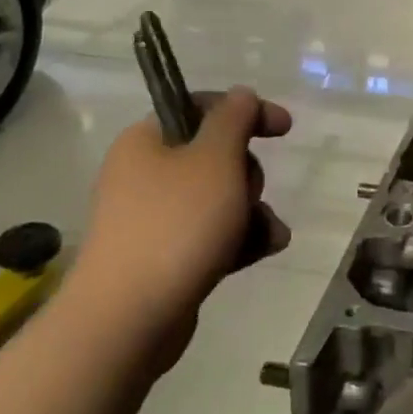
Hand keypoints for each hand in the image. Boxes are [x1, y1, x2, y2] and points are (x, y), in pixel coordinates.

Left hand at [69, 89, 291, 361]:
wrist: (128, 319)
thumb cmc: (176, 224)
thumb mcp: (215, 158)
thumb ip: (234, 118)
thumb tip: (241, 94)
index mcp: (147, 141)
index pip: (202, 107)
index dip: (247, 112)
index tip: (284, 128)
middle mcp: (146, 174)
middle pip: (217, 156)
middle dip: (248, 175)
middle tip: (248, 193)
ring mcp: (154, 218)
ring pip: (221, 198)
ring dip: (252, 211)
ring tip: (267, 233)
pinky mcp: (165, 257)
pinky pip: (213, 235)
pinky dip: (240, 239)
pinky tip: (264, 250)